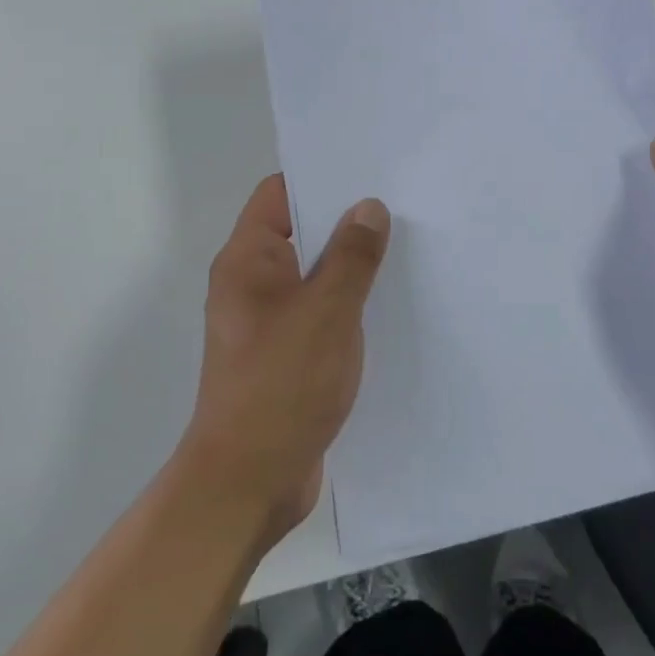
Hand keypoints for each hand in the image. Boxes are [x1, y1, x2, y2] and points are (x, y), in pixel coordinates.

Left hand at [178, 175, 390, 545]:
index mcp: (249, 261)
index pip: (279, 195)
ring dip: (351, 267)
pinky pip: (320, 312)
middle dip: (346, 221)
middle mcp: (252, 284)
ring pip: (314, 275)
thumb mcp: (326, 312)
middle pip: (300, 232)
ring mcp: (268, 322)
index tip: (369, 172)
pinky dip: (348, 305)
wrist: (249, 483)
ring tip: (405, 251)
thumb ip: (351, 257)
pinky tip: (388, 307)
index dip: (320, 178)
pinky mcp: (285, 355)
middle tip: (402, 208)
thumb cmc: (281, 385)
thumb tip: (368, 207)